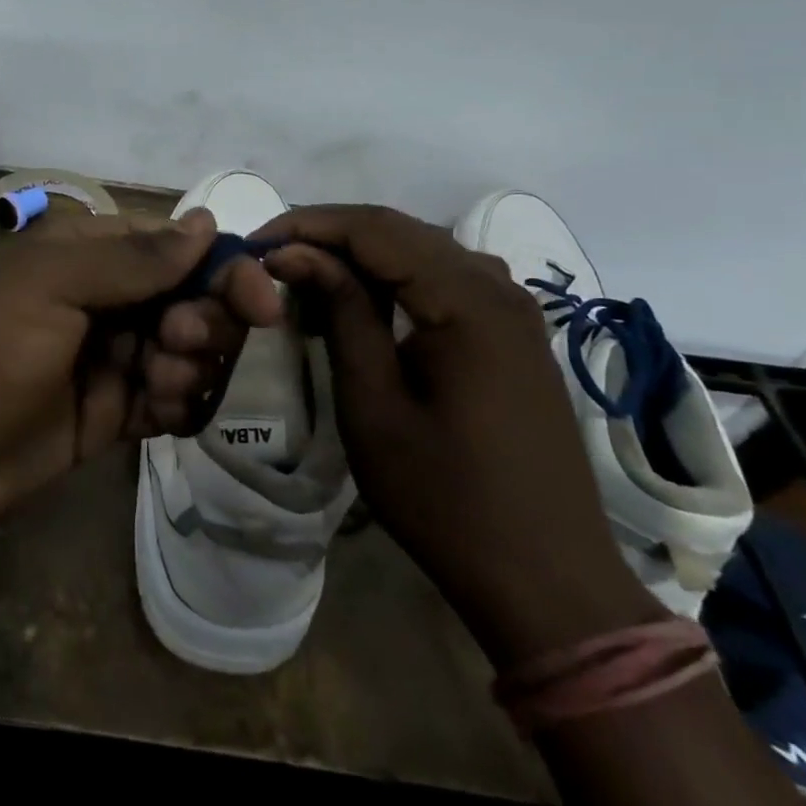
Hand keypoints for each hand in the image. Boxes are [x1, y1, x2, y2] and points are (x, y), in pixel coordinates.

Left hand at [0, 209, 283, 546]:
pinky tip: (156, 417)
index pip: (176, 247)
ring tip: (152, 390)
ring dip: (187, 368)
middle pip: (189, 299)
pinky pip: (165, 401)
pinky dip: (175, 406)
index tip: (262, 305)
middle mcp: (103, 299)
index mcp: (87, 255)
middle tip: (177, 346)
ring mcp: (106, 359)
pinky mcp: (106, 415)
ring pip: (184, 352)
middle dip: (202, 323)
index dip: (222, 269)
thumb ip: (133, 260)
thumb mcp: (50, 290)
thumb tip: (205, 221)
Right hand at [259, 206, 661, 664]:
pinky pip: (445, 278)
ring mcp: (513, 308)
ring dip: (361, 253)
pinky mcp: (513, 333)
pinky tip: (363, 302)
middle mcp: (497, 286)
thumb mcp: (374, 405)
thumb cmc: (447, 499)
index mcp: (467, 300)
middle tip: (273, 258)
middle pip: (400, 230)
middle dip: (329, 234)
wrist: (548, 581)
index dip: (308, 224)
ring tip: (307, 277)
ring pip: (422, 249)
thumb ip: (342, 313)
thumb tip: (297, 253)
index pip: (374, 229)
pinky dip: (395, 277)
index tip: (256, 244)